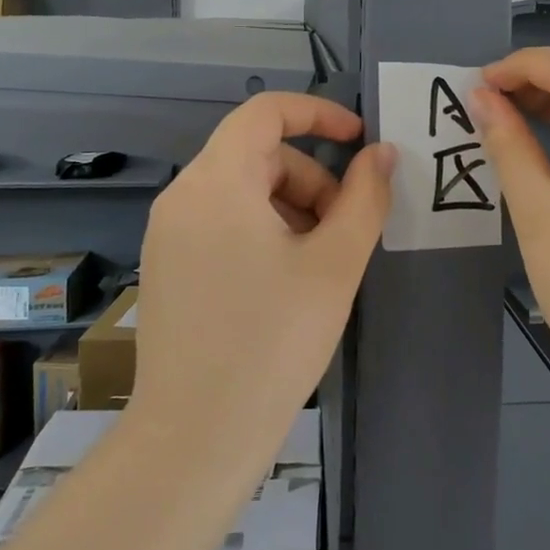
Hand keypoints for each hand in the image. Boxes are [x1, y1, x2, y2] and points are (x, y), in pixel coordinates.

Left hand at [130, 92, 394, 468]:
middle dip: (312, 179)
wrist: (196, 438)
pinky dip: (263, 229)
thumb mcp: (334, 264)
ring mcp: (169, 233)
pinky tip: (286, 280)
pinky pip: (222, 221)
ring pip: (243, 190)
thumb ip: (364, 197)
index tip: (359, 139)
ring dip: (291, 207)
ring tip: (320, 263)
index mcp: (217, 182)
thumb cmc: (273, 341)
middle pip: (258, 155)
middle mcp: (183, 196)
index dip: (318, 113)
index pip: (264, 112)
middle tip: (346, 231)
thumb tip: (381, 153)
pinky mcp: (168, 265)